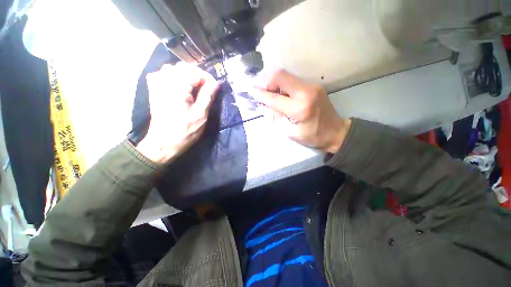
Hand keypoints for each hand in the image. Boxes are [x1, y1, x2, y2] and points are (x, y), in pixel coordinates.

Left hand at [136, 63, 218, 164]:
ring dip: (186, 75)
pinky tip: (178, 86)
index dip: (208, 78)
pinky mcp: (154, 91)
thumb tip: (215, 84)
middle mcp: (165, 82)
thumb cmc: (185, 131)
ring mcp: (157, 85)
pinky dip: (172, 76)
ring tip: (194, 86)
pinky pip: (162, 74)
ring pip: (172, 69)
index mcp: (178, 88)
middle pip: (183, 67)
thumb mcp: (201, 115)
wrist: (163, 143)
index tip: (216, 87)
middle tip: (207, 87)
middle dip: (198, 75)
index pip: (195, 72)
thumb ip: (207, 96)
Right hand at [251, 70, 350, 153]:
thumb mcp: (290, 132)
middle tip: (262, 93)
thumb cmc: (312, 137)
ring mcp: (311, 86)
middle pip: (280, 76)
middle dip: (266, 82)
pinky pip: (292, 81)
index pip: (274, 97)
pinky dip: (282, 86)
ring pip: (286, 76)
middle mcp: (306, 91)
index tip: (249, 90)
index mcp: (300, 108)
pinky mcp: (313, 85)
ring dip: (274, 84)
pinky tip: (281, 96)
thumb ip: (275, 118)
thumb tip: (261, 106)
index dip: (260, 93)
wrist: (336, 132)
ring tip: (270, 95)